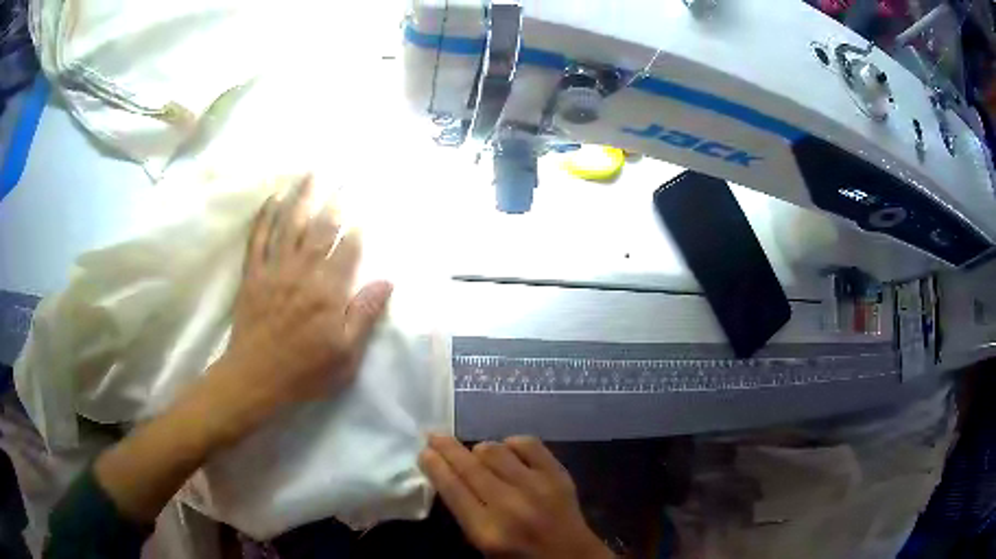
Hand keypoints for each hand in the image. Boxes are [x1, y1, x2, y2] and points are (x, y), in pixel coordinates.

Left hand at [209, 177, 392, 434]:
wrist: (255, 378)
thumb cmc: (305, 371)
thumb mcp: (346, 355)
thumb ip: (364, 315)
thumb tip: (387, 281)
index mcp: (328, 292)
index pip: (348, 250)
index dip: (358, 228)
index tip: (367, 207)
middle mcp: (302, 272)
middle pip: (321, 229)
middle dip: (334, 202)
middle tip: (343, 177)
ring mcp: (274, 270)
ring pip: (290, 225)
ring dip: (301, 197)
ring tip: (311, 173)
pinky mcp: (253, 275)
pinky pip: (258, 239)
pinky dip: (264, 217)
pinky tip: (272, 199)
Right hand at [420, 435, 613, 558]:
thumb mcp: (484, 547)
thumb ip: (467, 514)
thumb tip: (450, 479)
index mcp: (488, 531)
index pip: (452, 489)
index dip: (435, 466)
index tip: (424, 452)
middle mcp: (510, 504)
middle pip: (470, 466)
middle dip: (447, 448)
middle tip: (434, 436)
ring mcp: (538, 486)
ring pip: (496, 450)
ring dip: (479, 449)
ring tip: (473, 453)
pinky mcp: (559, 475)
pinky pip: (529, 444)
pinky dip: (512, 443)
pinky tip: (507, 450)